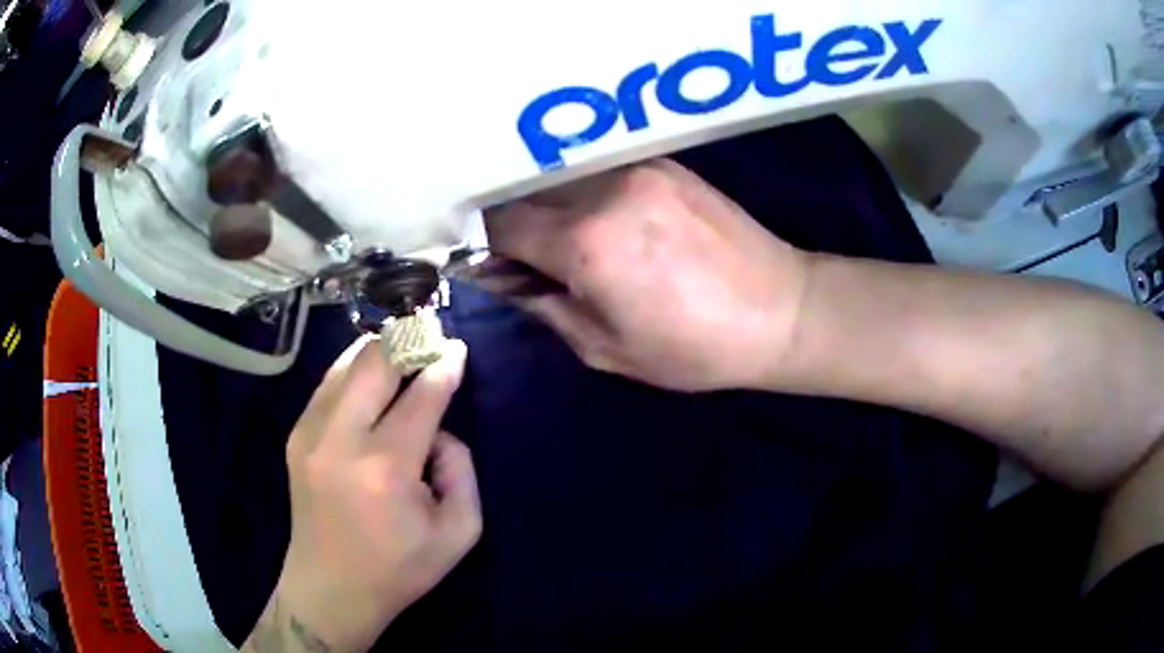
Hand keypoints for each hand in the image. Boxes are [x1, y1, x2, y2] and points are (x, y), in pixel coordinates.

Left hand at [246, 337, 480, 652]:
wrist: (329, 589)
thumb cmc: (398, 569)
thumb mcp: (457, 534)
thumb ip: (461, 472)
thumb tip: (439, 431)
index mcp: (385, 469)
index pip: (420, 398)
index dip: (443, 368)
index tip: (457, 349)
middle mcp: (341, 440)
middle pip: (374, 364)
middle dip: (407, 342)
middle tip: (429, 336)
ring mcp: (310, 435)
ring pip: (346, 365)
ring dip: (378, 349)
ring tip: (403, 346)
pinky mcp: (296, 437)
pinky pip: (328, 384)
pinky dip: (353, 369)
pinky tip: (370, 373)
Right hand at [485, 159, 810, 391]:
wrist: (781, 310)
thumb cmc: (694, 347)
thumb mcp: (606, 349)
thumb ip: (544, 305)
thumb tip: (503, 277)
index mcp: (586, 243)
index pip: (500, 224)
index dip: (481, 242)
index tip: (485, 259)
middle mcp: (604, 190)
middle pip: (525, 191)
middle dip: (512, 222)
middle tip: (525, 254)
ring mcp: (637, 167)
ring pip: (561, 176)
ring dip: (548, 204)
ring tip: (569, 238)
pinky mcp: (663, 162)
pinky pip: (600, 170)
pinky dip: (584, 192)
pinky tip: (605, 219)